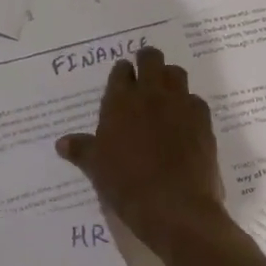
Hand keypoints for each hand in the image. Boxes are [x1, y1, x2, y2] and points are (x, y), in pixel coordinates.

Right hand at [55, 46, 226, 253]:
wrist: (175, 206)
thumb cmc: (127, 185)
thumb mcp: (96, 168)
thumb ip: (81, 150)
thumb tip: (62, 143)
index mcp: (120, 101)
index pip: (121, 71)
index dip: (121, 73)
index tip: (122, 80)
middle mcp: (151, 94)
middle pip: (151, 59)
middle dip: (147, 61)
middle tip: (144, 74)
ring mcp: (180, 105)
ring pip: (176, 74)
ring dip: (169, 78)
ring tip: (164, 94)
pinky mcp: (203, 121)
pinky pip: (196, 101)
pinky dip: (188, 105)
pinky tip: (184, 122)